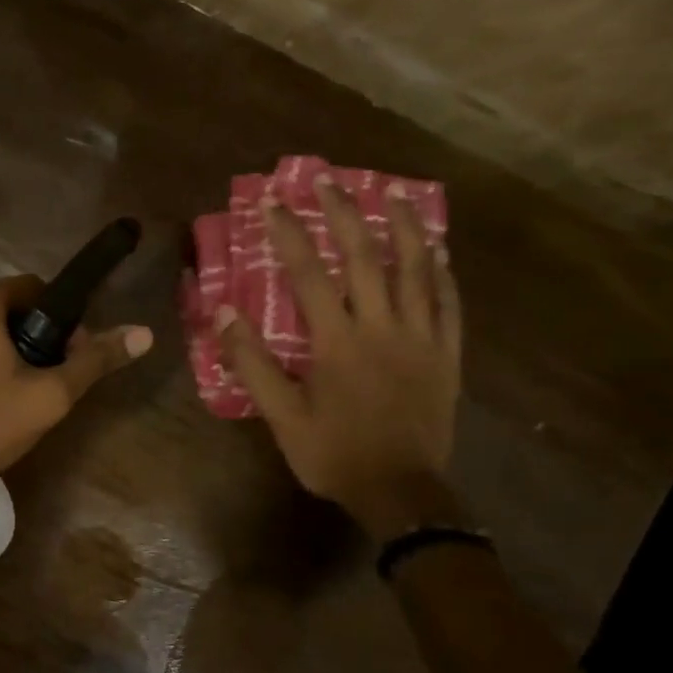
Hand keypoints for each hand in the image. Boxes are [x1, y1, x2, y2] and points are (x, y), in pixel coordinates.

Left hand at [0, 277, 152, 508]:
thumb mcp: (46, 398)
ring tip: (10, 402)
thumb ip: (94, 362)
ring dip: (3, 356)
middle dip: (31, 342)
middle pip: (8, 310)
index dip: (62, 324)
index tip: (66, 363)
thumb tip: (144, 333)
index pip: (38, 290)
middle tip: (39, 390)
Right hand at [218, 178, 461, 540]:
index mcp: (337, 341)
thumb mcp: (281, 416)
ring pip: (415, 269)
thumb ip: (252, 364)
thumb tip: (224, 315)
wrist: (401, 492)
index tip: (271, 201)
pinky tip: (435, 250)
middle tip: (327, 180)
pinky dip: (441, 272)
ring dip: (402, 226)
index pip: (308, 274)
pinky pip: (448, 302)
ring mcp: (421, 337)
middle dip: (342, 213)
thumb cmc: (334, 454)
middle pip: (363, 256)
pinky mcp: (446, 354)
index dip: (287, 234)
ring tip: (391, 193)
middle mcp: (382, 327)